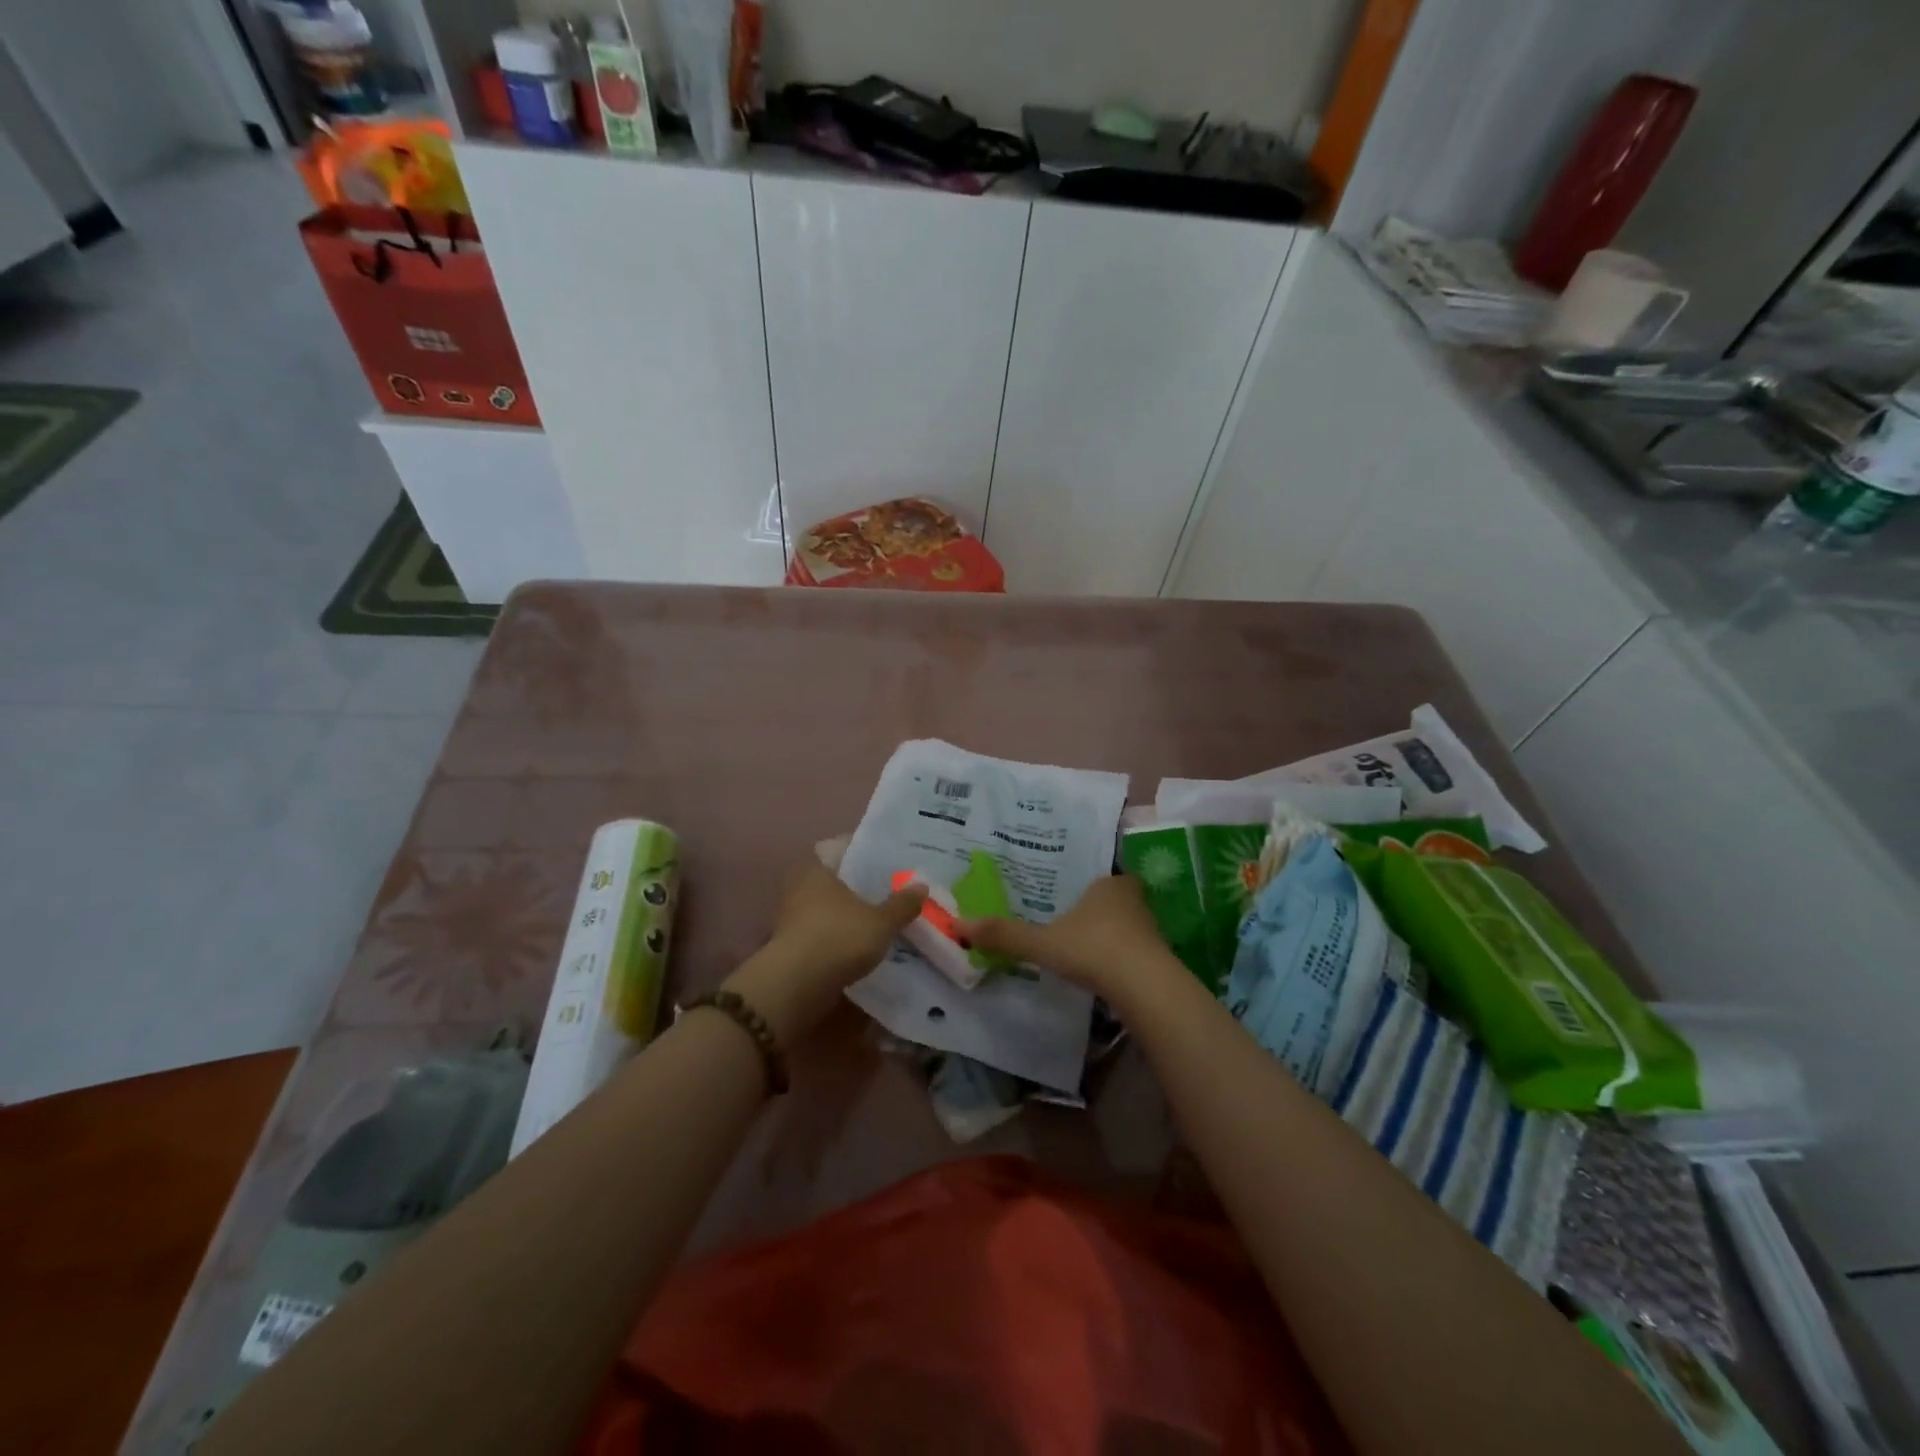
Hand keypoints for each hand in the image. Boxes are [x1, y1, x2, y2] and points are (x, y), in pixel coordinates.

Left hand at [722, 860, 923, 1044]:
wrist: (797, 986)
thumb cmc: (839, 937)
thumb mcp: (881, 921)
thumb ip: (901, 905)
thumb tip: (922, 885)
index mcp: (816, 869)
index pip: (837, 850)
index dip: (859, 855)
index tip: (880, 864)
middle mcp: (798, 888)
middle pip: (831, 882)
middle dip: (853, 889)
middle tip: (883, 893)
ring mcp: (790, 919)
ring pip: (824, 910)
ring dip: (844, 917)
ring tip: (875, 922)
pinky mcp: (790, 948)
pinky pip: (820, 935)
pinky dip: (836, 940)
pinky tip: (858, 948)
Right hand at [961, 873, 1176, 1001]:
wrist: (1144, 985)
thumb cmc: (1092, 949)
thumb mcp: (1042, 943)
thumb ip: (1005, 935)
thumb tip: (959, 924)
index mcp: (1108, 885)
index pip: (1098, 880)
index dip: (1085, 892)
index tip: (1071, 906)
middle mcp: (1133, 899)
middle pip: (1115, 901)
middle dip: (1099, 914)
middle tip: (1076, 928)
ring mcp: (1151, 928)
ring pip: (1128, 926)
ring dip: (1112, 937)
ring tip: (1090, 953)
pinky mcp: (1160, 957)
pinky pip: (1137, 951)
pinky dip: (1124, 959)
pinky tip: (1109, 974)